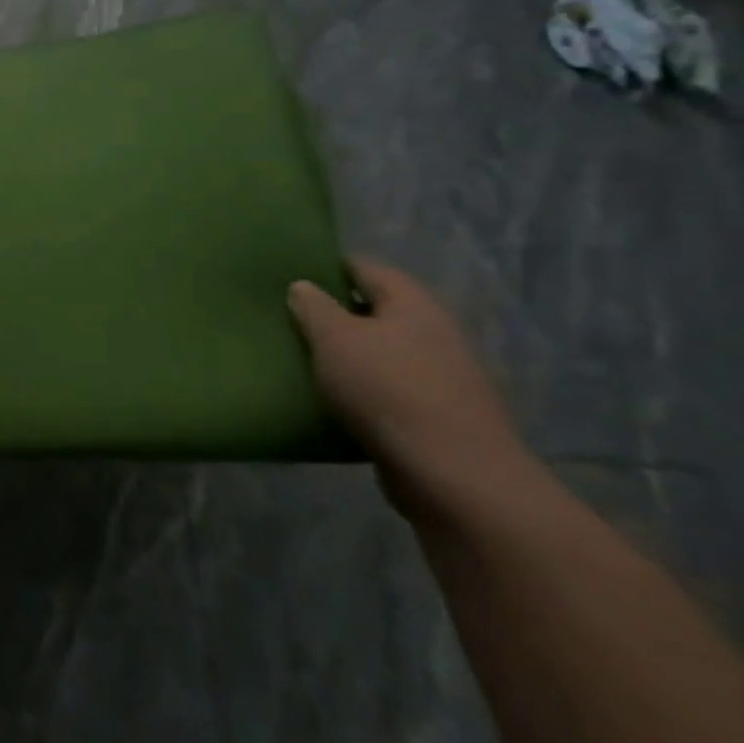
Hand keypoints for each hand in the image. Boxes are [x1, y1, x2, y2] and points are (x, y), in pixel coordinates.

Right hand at [289, 258, 531, 514]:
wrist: (454, 475)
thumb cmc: (387, 390)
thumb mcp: (334, 338)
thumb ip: (313, 307)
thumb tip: (303, 286)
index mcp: (412, 304)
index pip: (363, 267)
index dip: (326, 267)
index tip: (289, 277)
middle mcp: (433, 331)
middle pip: (374, 309)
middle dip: (334, 313)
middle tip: (289, 320)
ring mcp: (440, 374)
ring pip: (380, 350)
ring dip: (347, 353)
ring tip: (304, 360)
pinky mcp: (437, 412)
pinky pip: (388, 386)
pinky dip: (361, 387)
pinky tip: (333, 398)